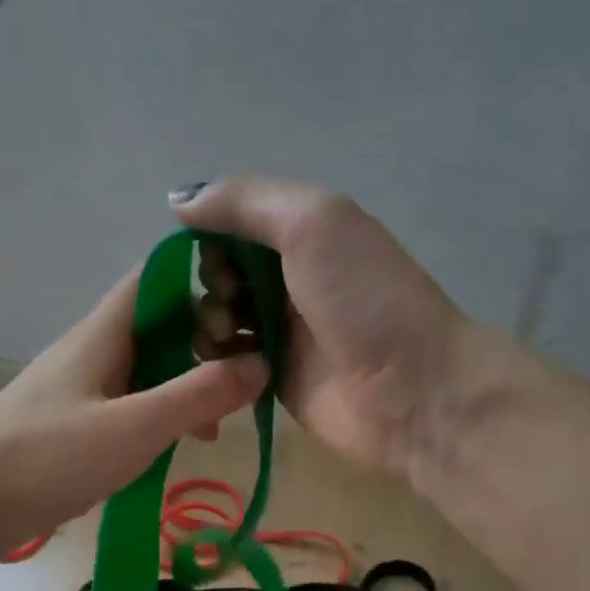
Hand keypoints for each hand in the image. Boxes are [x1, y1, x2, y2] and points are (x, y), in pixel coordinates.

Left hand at [0, 268, 266, 533]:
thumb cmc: (49, 456)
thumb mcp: (135, 426)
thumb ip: (200, 394)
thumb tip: (261, 362)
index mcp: (106, 331)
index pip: (161, 276)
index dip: (207, 277)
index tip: (251, 307)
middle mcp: (97, 348)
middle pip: (163, 323)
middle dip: (208, 343)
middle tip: (245, 380)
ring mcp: (86, 386)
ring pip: (152, 367)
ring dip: (189, 385)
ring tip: (219, 426)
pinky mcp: (79, 422)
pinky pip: (134, 403)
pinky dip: (163, 415)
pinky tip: (180, 446)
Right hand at [174, 177, 471, 476]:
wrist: (412, 390)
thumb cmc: (363, 298)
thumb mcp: (311, 222)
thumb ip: (242, 201)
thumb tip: (178, 200)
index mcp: (302, 234)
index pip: (232, 225)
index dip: (212, 238)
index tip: (220, 260)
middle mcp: (289, 279)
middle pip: (220, 272)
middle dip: (212, 284)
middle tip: (233, 303)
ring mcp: (281, 332)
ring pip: (217, 318)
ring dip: (208, 324)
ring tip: (228, 339)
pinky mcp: (272, 379)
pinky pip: (226, 363)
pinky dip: (216, 361)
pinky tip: (228, 367)